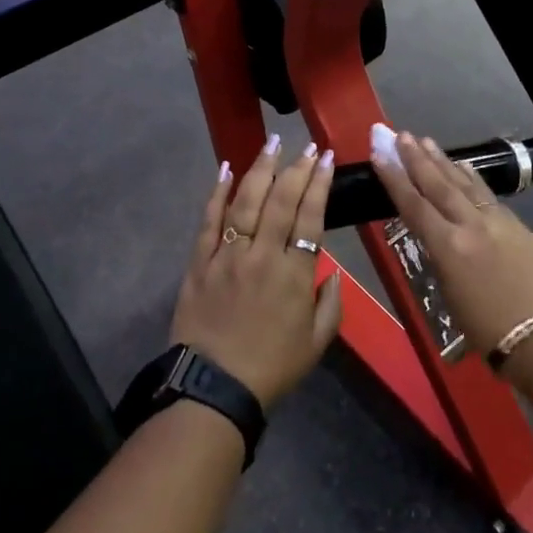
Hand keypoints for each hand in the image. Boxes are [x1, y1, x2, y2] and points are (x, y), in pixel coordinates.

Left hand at [172, 135, 343, 406]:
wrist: (213, 389)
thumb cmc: (271, 368)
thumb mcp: (317, 344)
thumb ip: (331, 305)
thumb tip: (333, 274)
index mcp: (294, 274)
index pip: (310, 217)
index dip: (319, 184)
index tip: (325, 158)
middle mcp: (261, 255)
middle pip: (280, 201)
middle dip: (296, 168)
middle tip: (306, 146)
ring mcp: (227, 255)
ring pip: (245, 202)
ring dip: (260, 169)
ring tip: (272, 143)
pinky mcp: (199, 262)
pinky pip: (208, 221)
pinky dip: (216, 193)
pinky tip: (225, 169)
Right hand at [367, 124, 532, 356]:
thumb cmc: (488, 332)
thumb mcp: (450, 295)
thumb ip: (442, 258)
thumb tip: (437, 237)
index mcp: (449, 247)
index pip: (414, 205)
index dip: (394, 178)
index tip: (380, 154)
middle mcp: (472, 225)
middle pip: (438, 185)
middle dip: (417, 159)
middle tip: (401, 135)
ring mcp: (499, 222)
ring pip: (465, 184)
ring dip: (443, 162)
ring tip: (426, 141)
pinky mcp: (520, 227)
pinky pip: (489, 196)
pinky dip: (472, 179)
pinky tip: (465, 168)